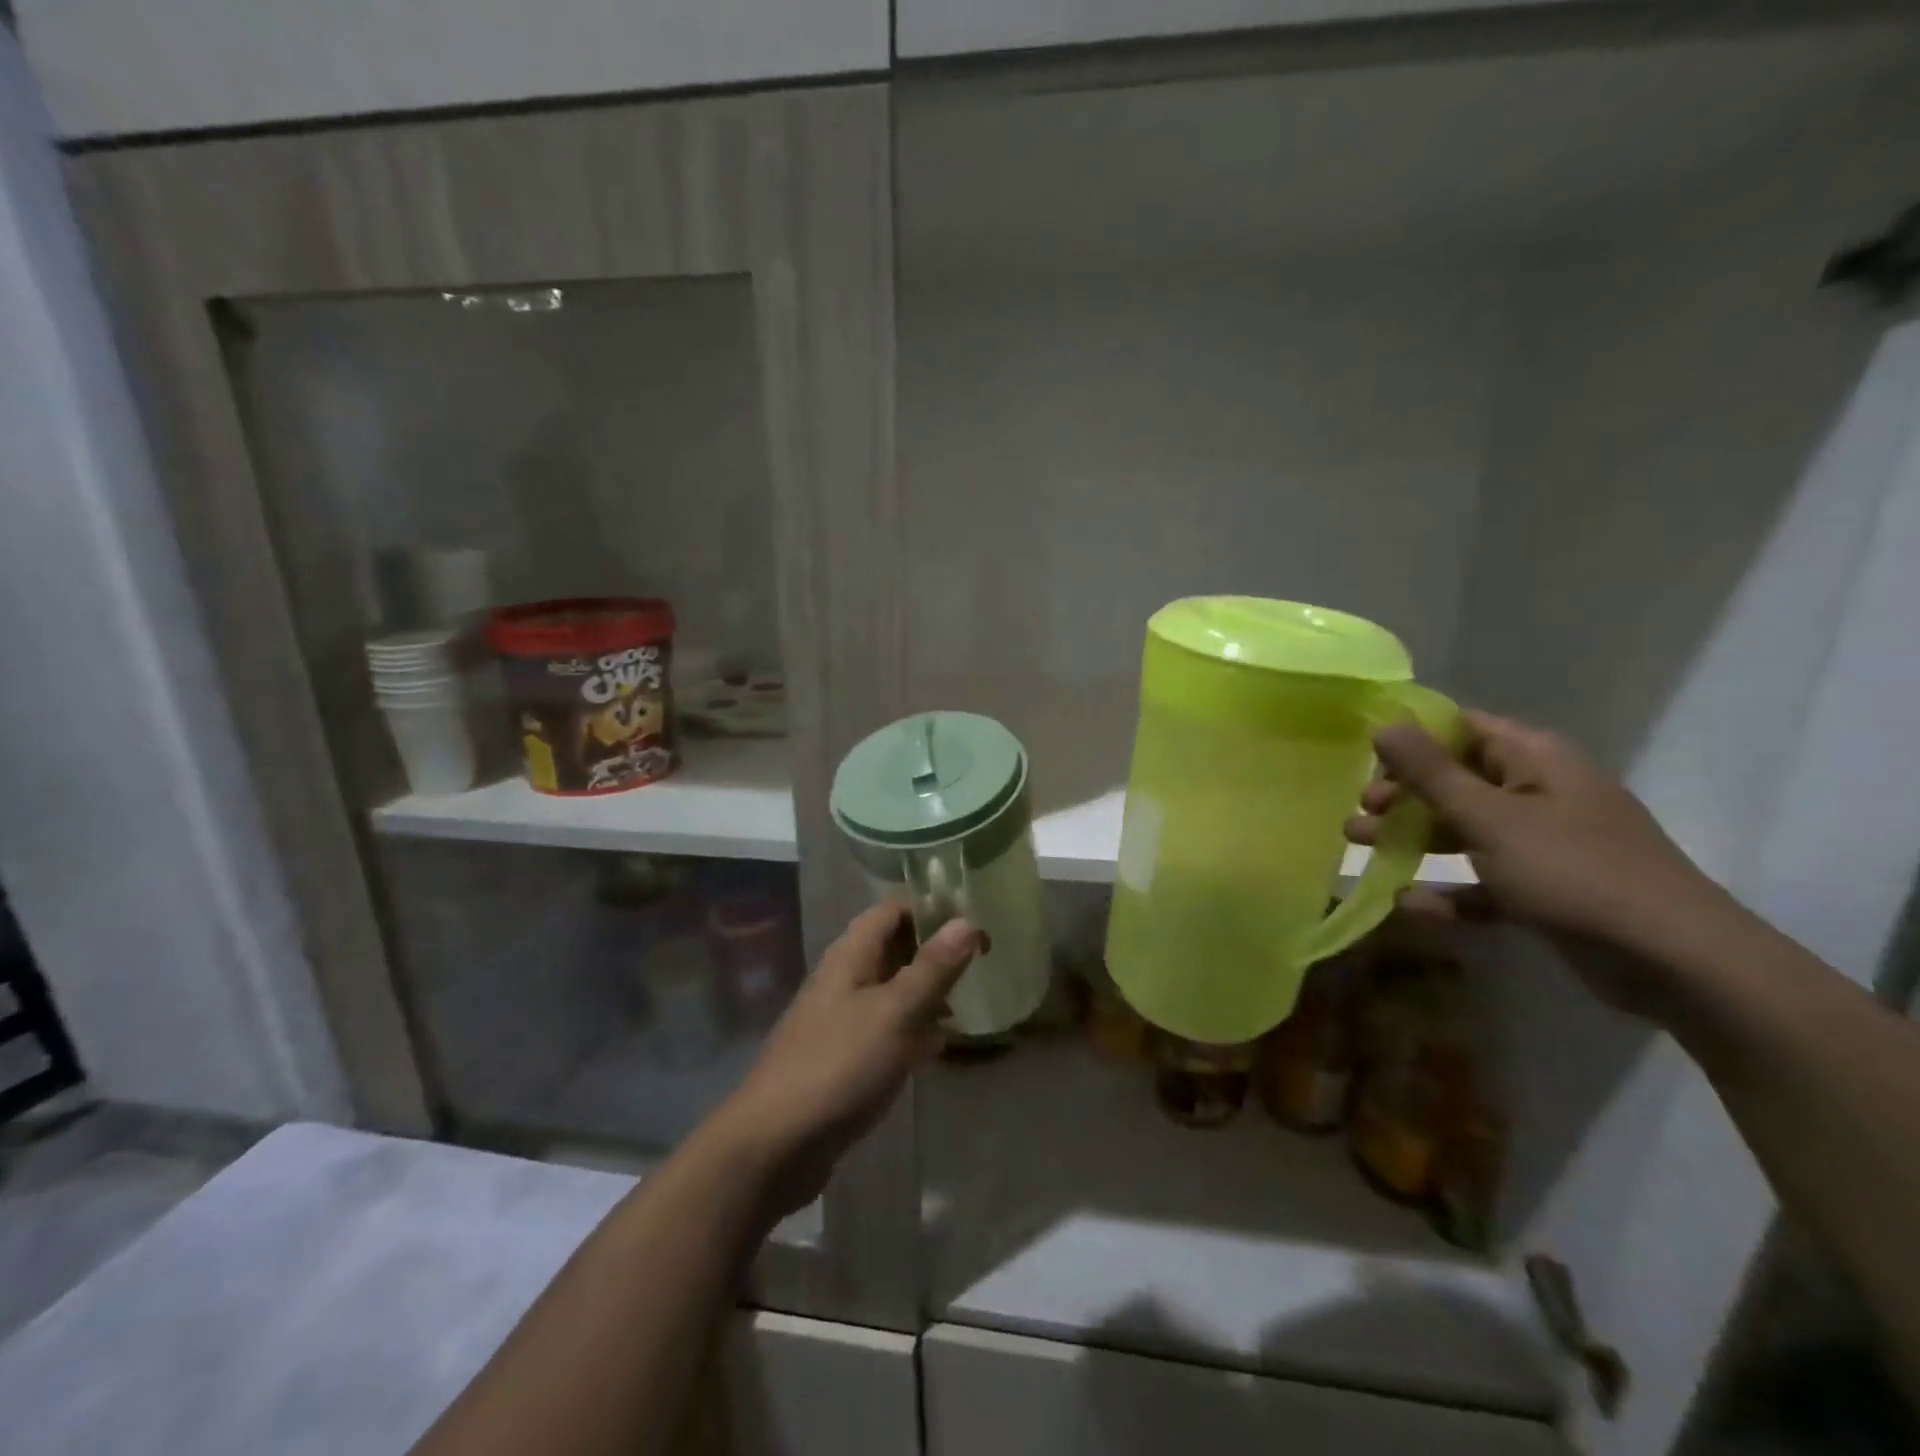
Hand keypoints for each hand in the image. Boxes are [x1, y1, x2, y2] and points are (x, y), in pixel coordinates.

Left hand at [714, 903, 982, 1219]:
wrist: (775, 1144)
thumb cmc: (839, 1065)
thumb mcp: (895, 1012)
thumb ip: (932, 968)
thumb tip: (967, 921)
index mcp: (851, 955)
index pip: (893, 910)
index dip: (932, 910)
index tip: (973, 927)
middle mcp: (844, 978)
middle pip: (894, 948)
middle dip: (934, 952)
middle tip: (980, 965)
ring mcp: (841, 1019)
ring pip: (892, 990)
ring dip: (927, 992)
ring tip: (969, 1003)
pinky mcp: (843, 1056)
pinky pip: (885, 1028)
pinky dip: (912, 1029)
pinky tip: (939, 1046)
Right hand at [1345, 709, 1737, 1011]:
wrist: (1675, 960)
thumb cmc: (1572, 871)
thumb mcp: (1489, 817)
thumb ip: (1430, 771)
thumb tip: (1384, 722)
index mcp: (1534, 760)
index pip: (1462, 728)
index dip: (1411, 737)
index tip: (1363, 754)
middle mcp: (1539, 792)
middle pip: (1456, 780)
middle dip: (1402, 795)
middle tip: (1360, 812)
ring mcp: (1543, 843)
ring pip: (1463, 830)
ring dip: (1413, 838)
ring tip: (1360, 847)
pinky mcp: (1545, 890)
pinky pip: (1483, 881)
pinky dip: (1448, 890)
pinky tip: (1409, 904)